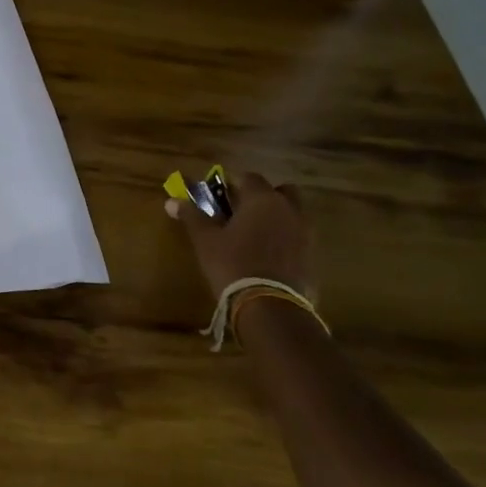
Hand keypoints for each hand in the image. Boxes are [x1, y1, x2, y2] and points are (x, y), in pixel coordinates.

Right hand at [165, 169, 315, 304]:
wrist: (271, 308)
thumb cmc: (233, 264)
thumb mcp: (205, 240)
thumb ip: (191, 216)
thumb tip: (171, 201)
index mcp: (262, 199)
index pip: (248, 177)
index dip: (233, 184)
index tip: (220, 198)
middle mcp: (289, 210)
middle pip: (280, 192)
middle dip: (263, 198)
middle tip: (242, 214)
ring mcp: (306, 234)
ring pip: (292, 215)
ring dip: (277, 219)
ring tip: (255, 238)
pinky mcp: (313, 257)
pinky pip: (298, 239)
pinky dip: (286, 241)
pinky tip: (269, 258)